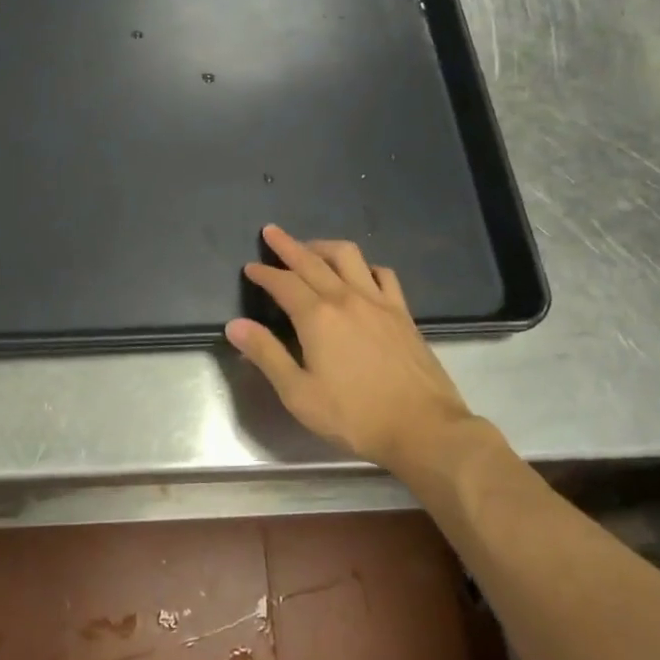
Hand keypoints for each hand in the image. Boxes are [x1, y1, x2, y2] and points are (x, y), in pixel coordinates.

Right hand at [226, 224, 485, 472]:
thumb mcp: (299, 393)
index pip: (283, 283)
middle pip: (312, 260)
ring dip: (324, 246)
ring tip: (311, 248)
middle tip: (271, 232)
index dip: (264, 273)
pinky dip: (365, 266)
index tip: (250, 267)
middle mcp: (346, 298)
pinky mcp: (402, 313)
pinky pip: (382, 274)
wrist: (424, 428)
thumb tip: (235, 325)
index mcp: (317, 316)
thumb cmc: (355, 416)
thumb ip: (266, 355)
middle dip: (288, 245)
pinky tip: (360, 273)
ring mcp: (379, 301)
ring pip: (348, 256)